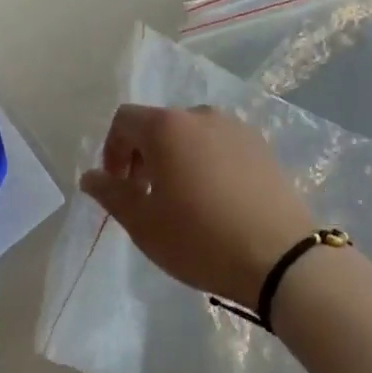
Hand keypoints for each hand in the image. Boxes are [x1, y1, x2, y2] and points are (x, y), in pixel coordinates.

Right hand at [81, 104, 313, 309]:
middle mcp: (200, 114)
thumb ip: (111, 194)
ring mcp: (235, 127)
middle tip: (147, 196)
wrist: (282, 258)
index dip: (112, 149)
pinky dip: (208, 161)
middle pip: (159, 124)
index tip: (118, 185)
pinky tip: (217, 199)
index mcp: (167, 127)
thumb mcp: (144, 224)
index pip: (125, 119)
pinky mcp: (261, 145)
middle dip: (144, 155)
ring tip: (184, 199)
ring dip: (177, 157)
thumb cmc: (201, 239)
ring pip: (191, 134)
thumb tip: (89, 176)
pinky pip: (221, 144)